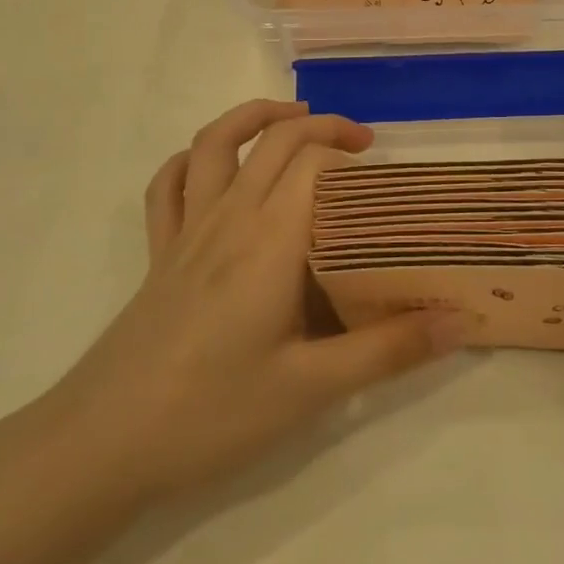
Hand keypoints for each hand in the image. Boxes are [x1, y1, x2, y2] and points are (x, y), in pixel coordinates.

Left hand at [35, 101, 464, 509]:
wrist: (101, 445)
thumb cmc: (212, 413)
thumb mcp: (311, 389)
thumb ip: (389, 351)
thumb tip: (461, 322)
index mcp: (270, 239)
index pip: (315, 163)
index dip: (350, 154)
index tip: (384, 174)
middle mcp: (229, 218)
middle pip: (274, 141)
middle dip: (322, 127)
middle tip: (362, 145)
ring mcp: (186, 231)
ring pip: (213, 143)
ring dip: (254, 118)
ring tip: (292, 119)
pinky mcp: (158, 253)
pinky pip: (167, 185)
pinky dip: (191, 159)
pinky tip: (210, 165)